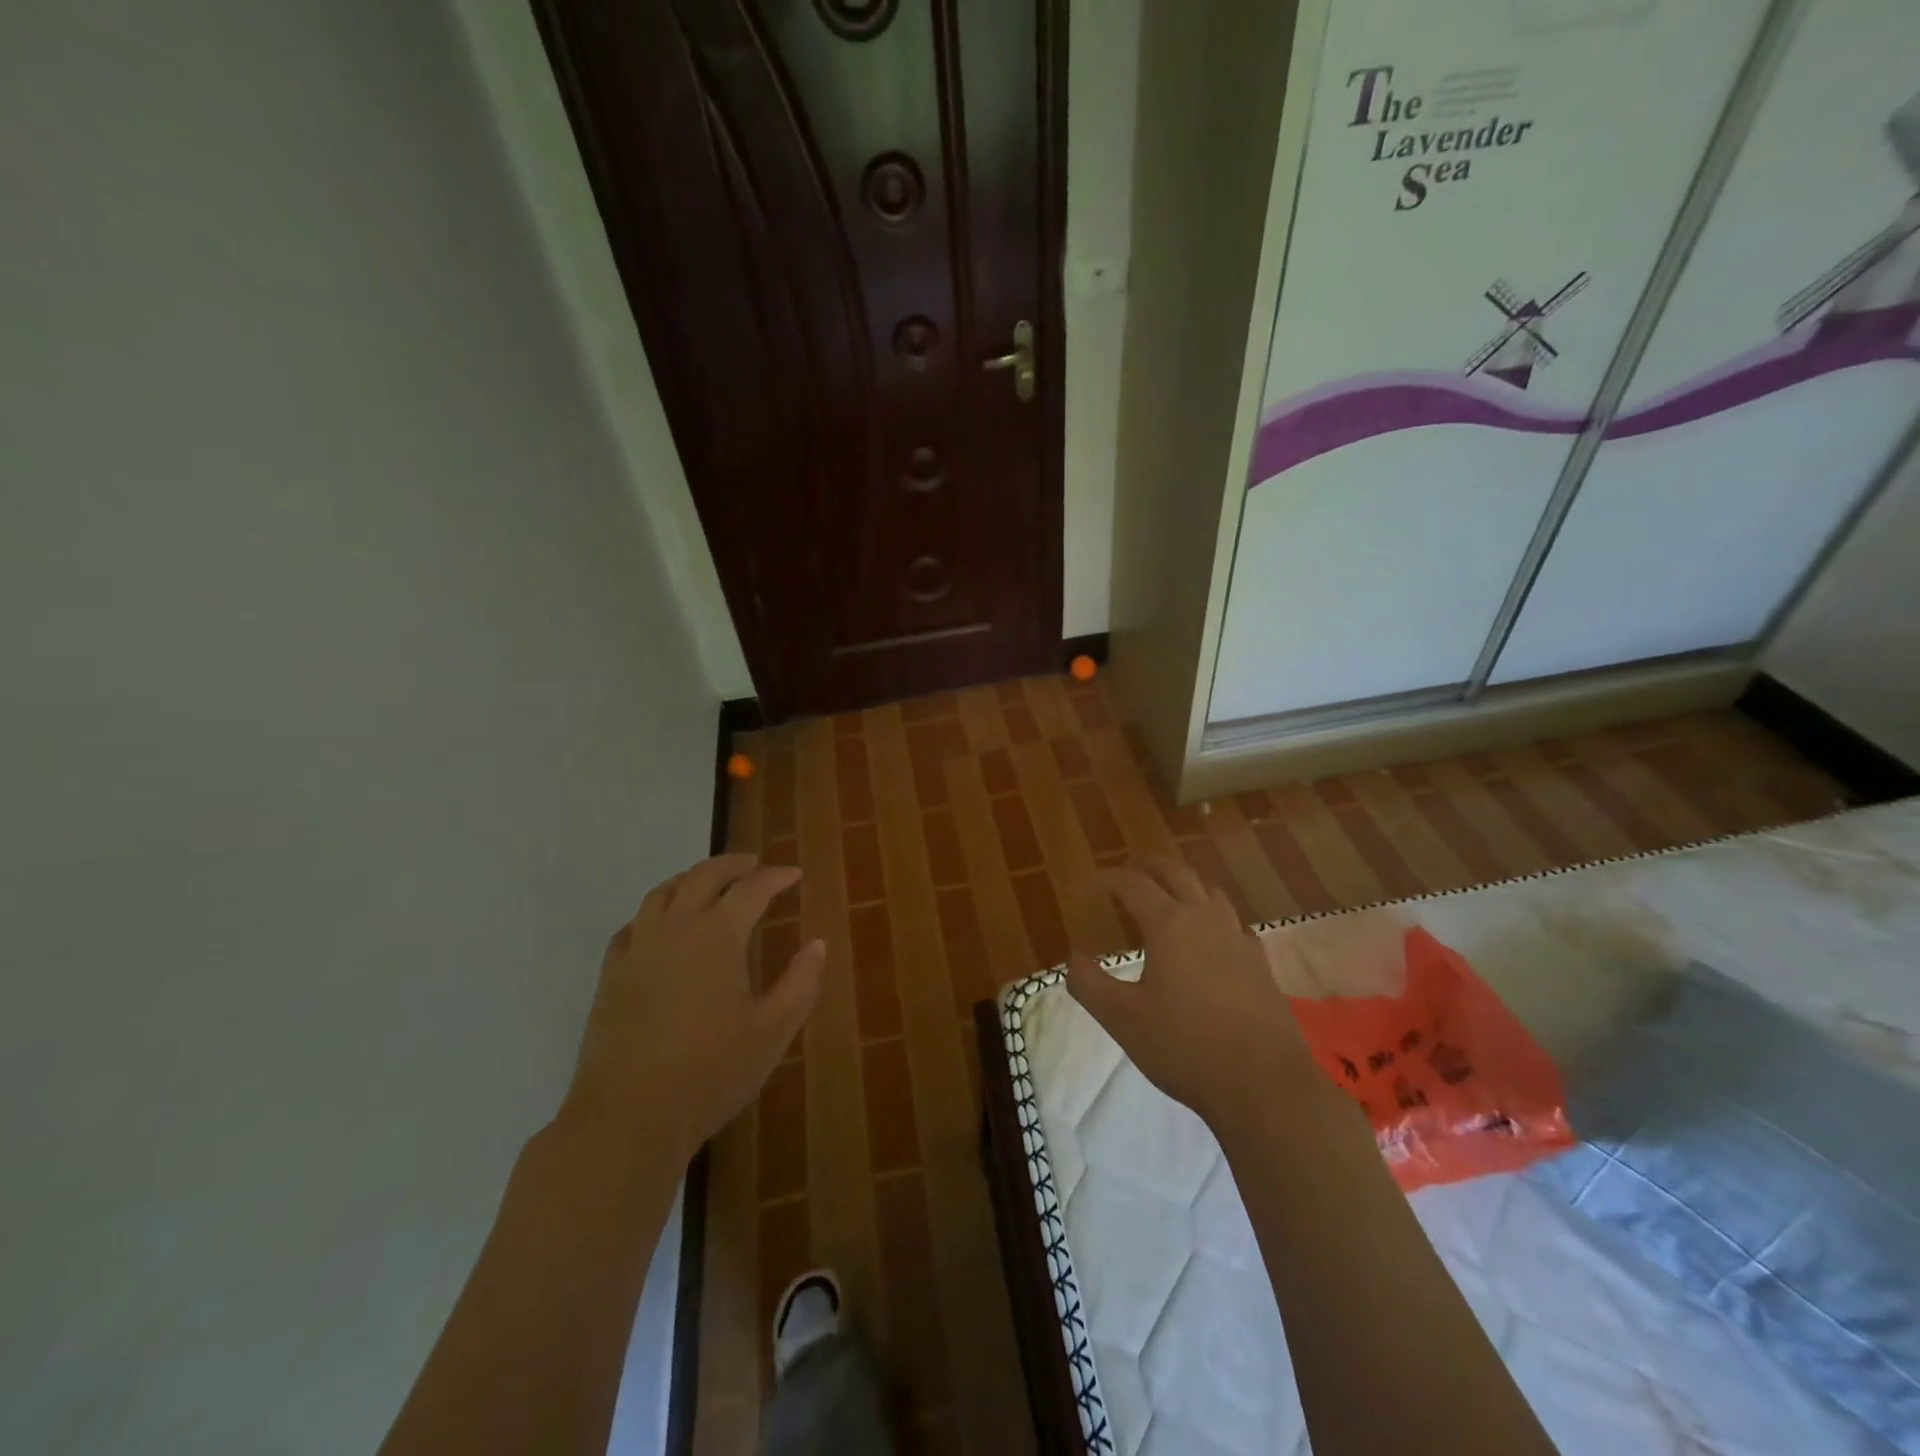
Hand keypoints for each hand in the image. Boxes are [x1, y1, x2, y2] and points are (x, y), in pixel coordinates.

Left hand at [560, 854, 824, 1163]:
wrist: (628, 1117)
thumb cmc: (711, 1072)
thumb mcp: (773, 1030)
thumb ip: (801, 982)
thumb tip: (817, 944)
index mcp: (717, 936)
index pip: (751, 889)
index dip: (775, 877)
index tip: (794, 874)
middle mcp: (675, 929)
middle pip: (701, 877)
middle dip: (731, 864)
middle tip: (753, 864)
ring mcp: (637, 950)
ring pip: (661, 894)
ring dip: (688, 879)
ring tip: (707, 883)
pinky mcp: (610, 976)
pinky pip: (631, 927)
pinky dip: (652, 914)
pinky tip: (658, 927)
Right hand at [1066, 859, 1317, 1128]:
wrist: (1263, 1084)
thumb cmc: (1184, 1046)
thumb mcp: (1122, 1019)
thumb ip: (1089, 984)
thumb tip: (1073, 959)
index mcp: (1169, 924)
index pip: (1134, 884)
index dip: (1111, 878)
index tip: (1094, 882)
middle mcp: (1205, 919)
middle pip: (1177, 874)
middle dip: (1150, 867)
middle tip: (1131, 872)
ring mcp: (1238, 938)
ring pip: (1210, 891)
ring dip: (1185, 884)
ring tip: (1169, 894)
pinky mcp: (1260, 963)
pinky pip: (1234, 921)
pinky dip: (1214, 914)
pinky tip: (1211, 936)